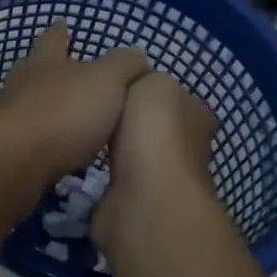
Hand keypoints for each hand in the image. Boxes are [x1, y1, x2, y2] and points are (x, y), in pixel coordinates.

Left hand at [0, 24, 147, 178]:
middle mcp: (22, 83)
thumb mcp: (106, 80)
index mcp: (45, 62)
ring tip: (65, 114)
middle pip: (33, 69)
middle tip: (63, 70)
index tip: (62, 24)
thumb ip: (123, 65)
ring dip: (45, 106)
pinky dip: (42, 137)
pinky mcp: (7, 147)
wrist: (17, 160)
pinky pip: (28, 136)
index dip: (60, 31)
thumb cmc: (64, 112)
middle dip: (48, 68)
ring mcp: (10, 116)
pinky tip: (55, 148)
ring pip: (28, 102)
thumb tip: (137, 56)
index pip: (53, 39)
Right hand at [92, 72, 220, 251]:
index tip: (112, 82)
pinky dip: (100, 172)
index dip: (144, 86)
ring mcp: (159, 178)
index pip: (171, 94)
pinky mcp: (134, 201)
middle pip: (150, 125)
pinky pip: (113, 178)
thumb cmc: (154, 131)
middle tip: (91, 107)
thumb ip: (142, 74)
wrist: (143, 197)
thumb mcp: (153, 81)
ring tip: (81, 131)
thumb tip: (130, 81)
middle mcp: (185, 147)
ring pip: (130, 152)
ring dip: (110, 146)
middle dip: (123, 118)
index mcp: (196, 115)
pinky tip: (81, 160)